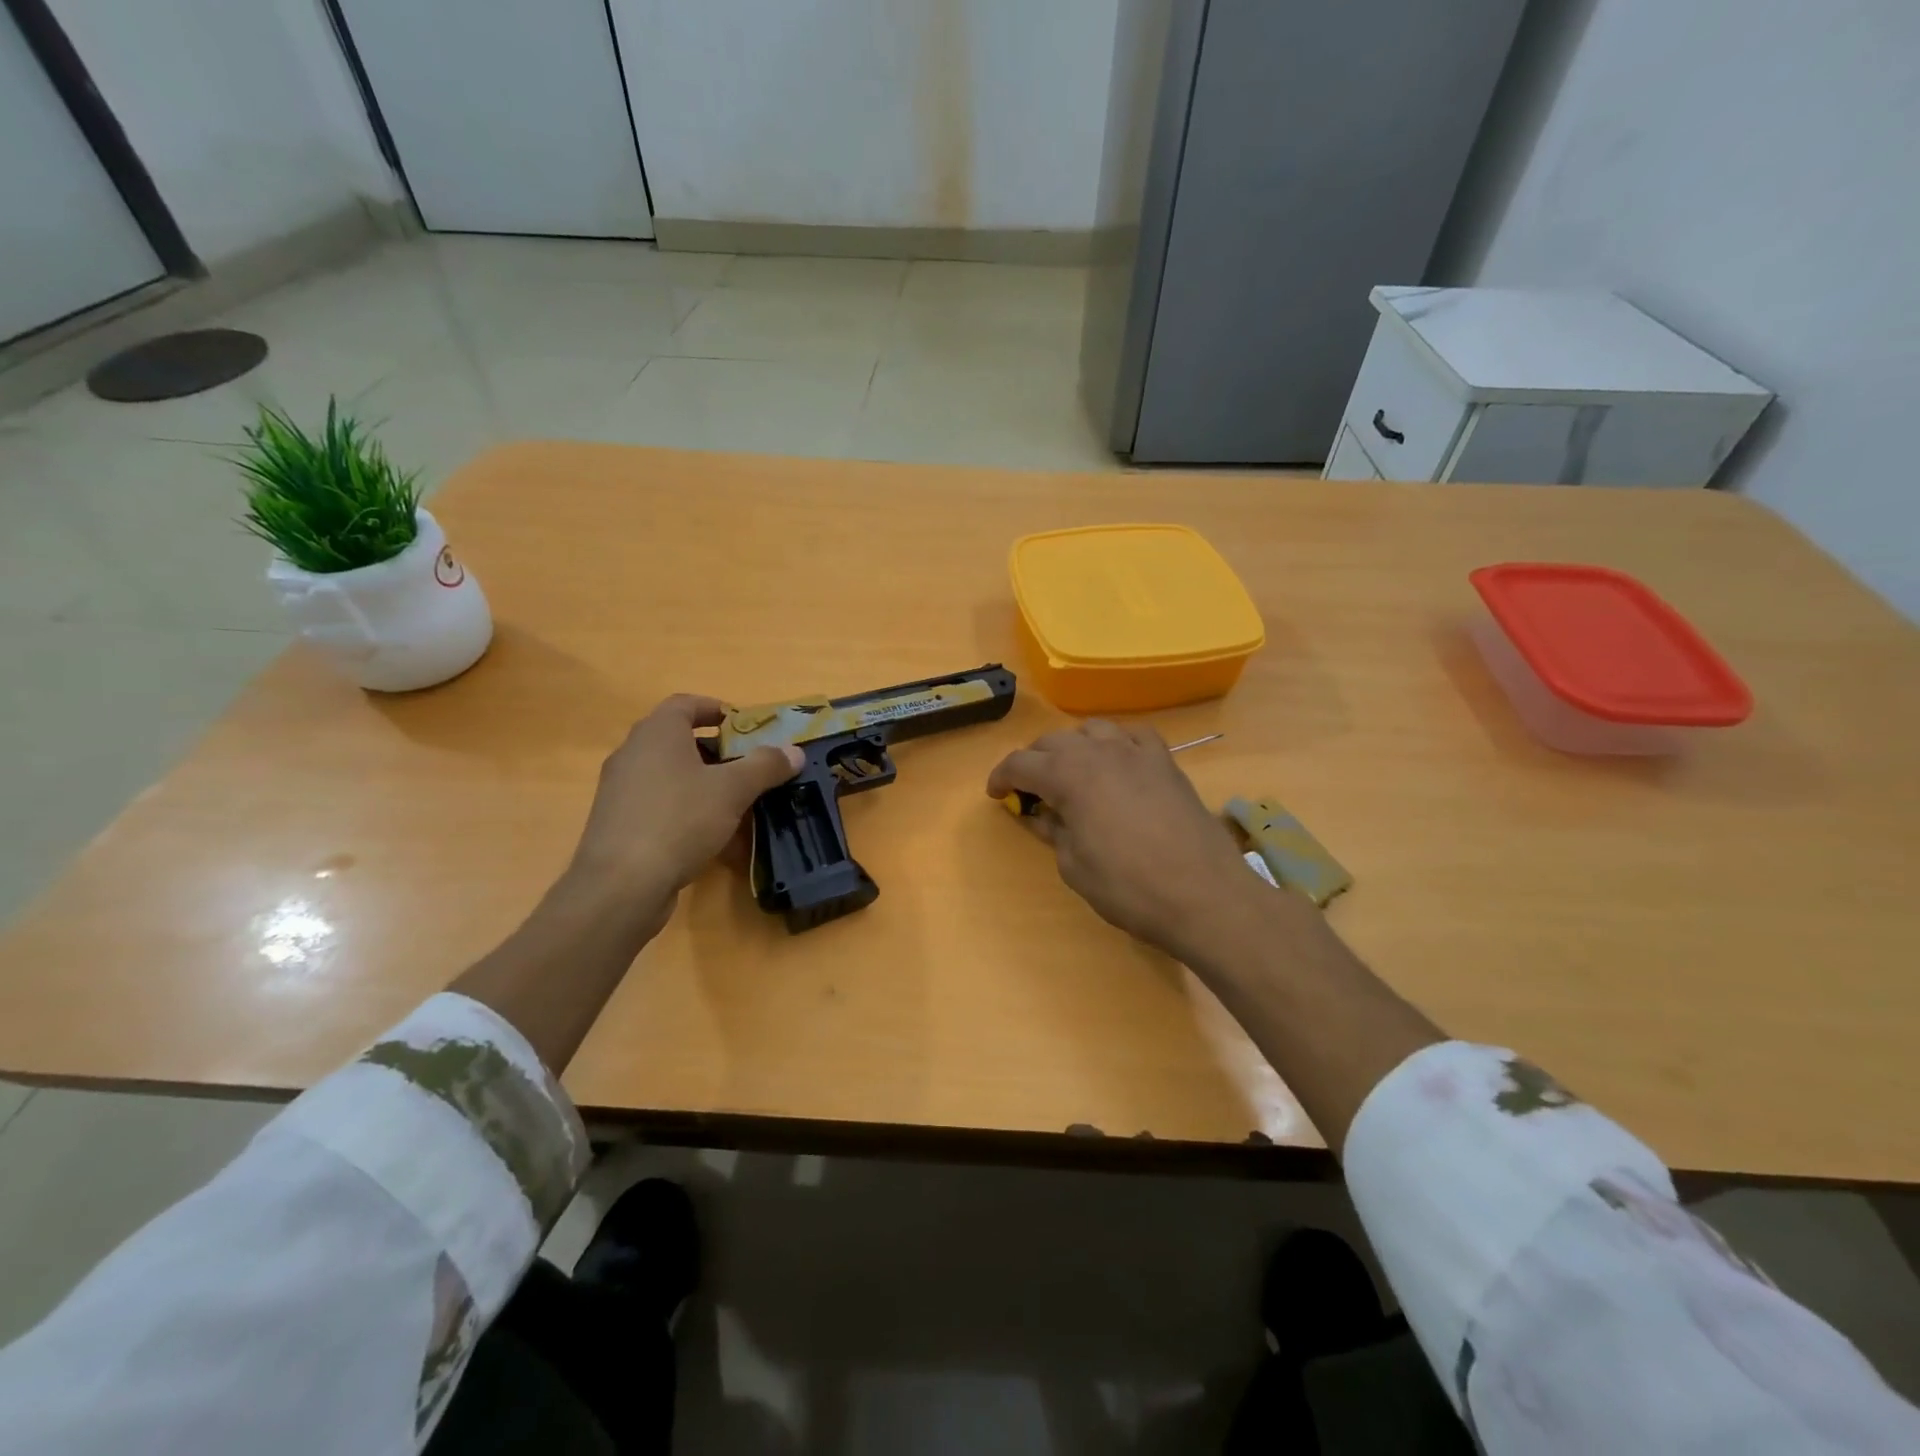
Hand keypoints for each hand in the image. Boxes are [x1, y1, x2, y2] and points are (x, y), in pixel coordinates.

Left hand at [567, 694, 802, 905]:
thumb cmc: (679, 820)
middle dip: (715, 750)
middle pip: (677, 739)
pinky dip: (684, 808)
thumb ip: (765, 766)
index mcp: (657, 733)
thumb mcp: (732, 790)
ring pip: (668, 774)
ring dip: (701, 781)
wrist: (621, 885)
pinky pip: (658, 803)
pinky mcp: (618, 823)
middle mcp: (632, 753)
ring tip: (734, 800)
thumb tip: (794, 751)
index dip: (715, 709)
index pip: (685, 704)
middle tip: (748, 764)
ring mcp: (620, 790)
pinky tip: (709, 833)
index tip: (743, 725)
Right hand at [985, 720, 1258, 961]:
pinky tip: (1118, 763)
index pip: (1021, 763)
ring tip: (1073, 773)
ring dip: (1073, 747)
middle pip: (1053, 741)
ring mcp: (1137, 753)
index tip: (996, 795)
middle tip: (1031, 791)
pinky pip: (1134, 736)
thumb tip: (1042, 815)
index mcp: (1068, 776)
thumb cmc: (1128, 887)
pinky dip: (1116, 744)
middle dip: (1034, 761)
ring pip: (1092, 730)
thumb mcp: (1074, 866)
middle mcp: (1099, 752)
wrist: (1204, 894)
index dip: (1002, 777)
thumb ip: (1054, 832)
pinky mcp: (1167, 762)